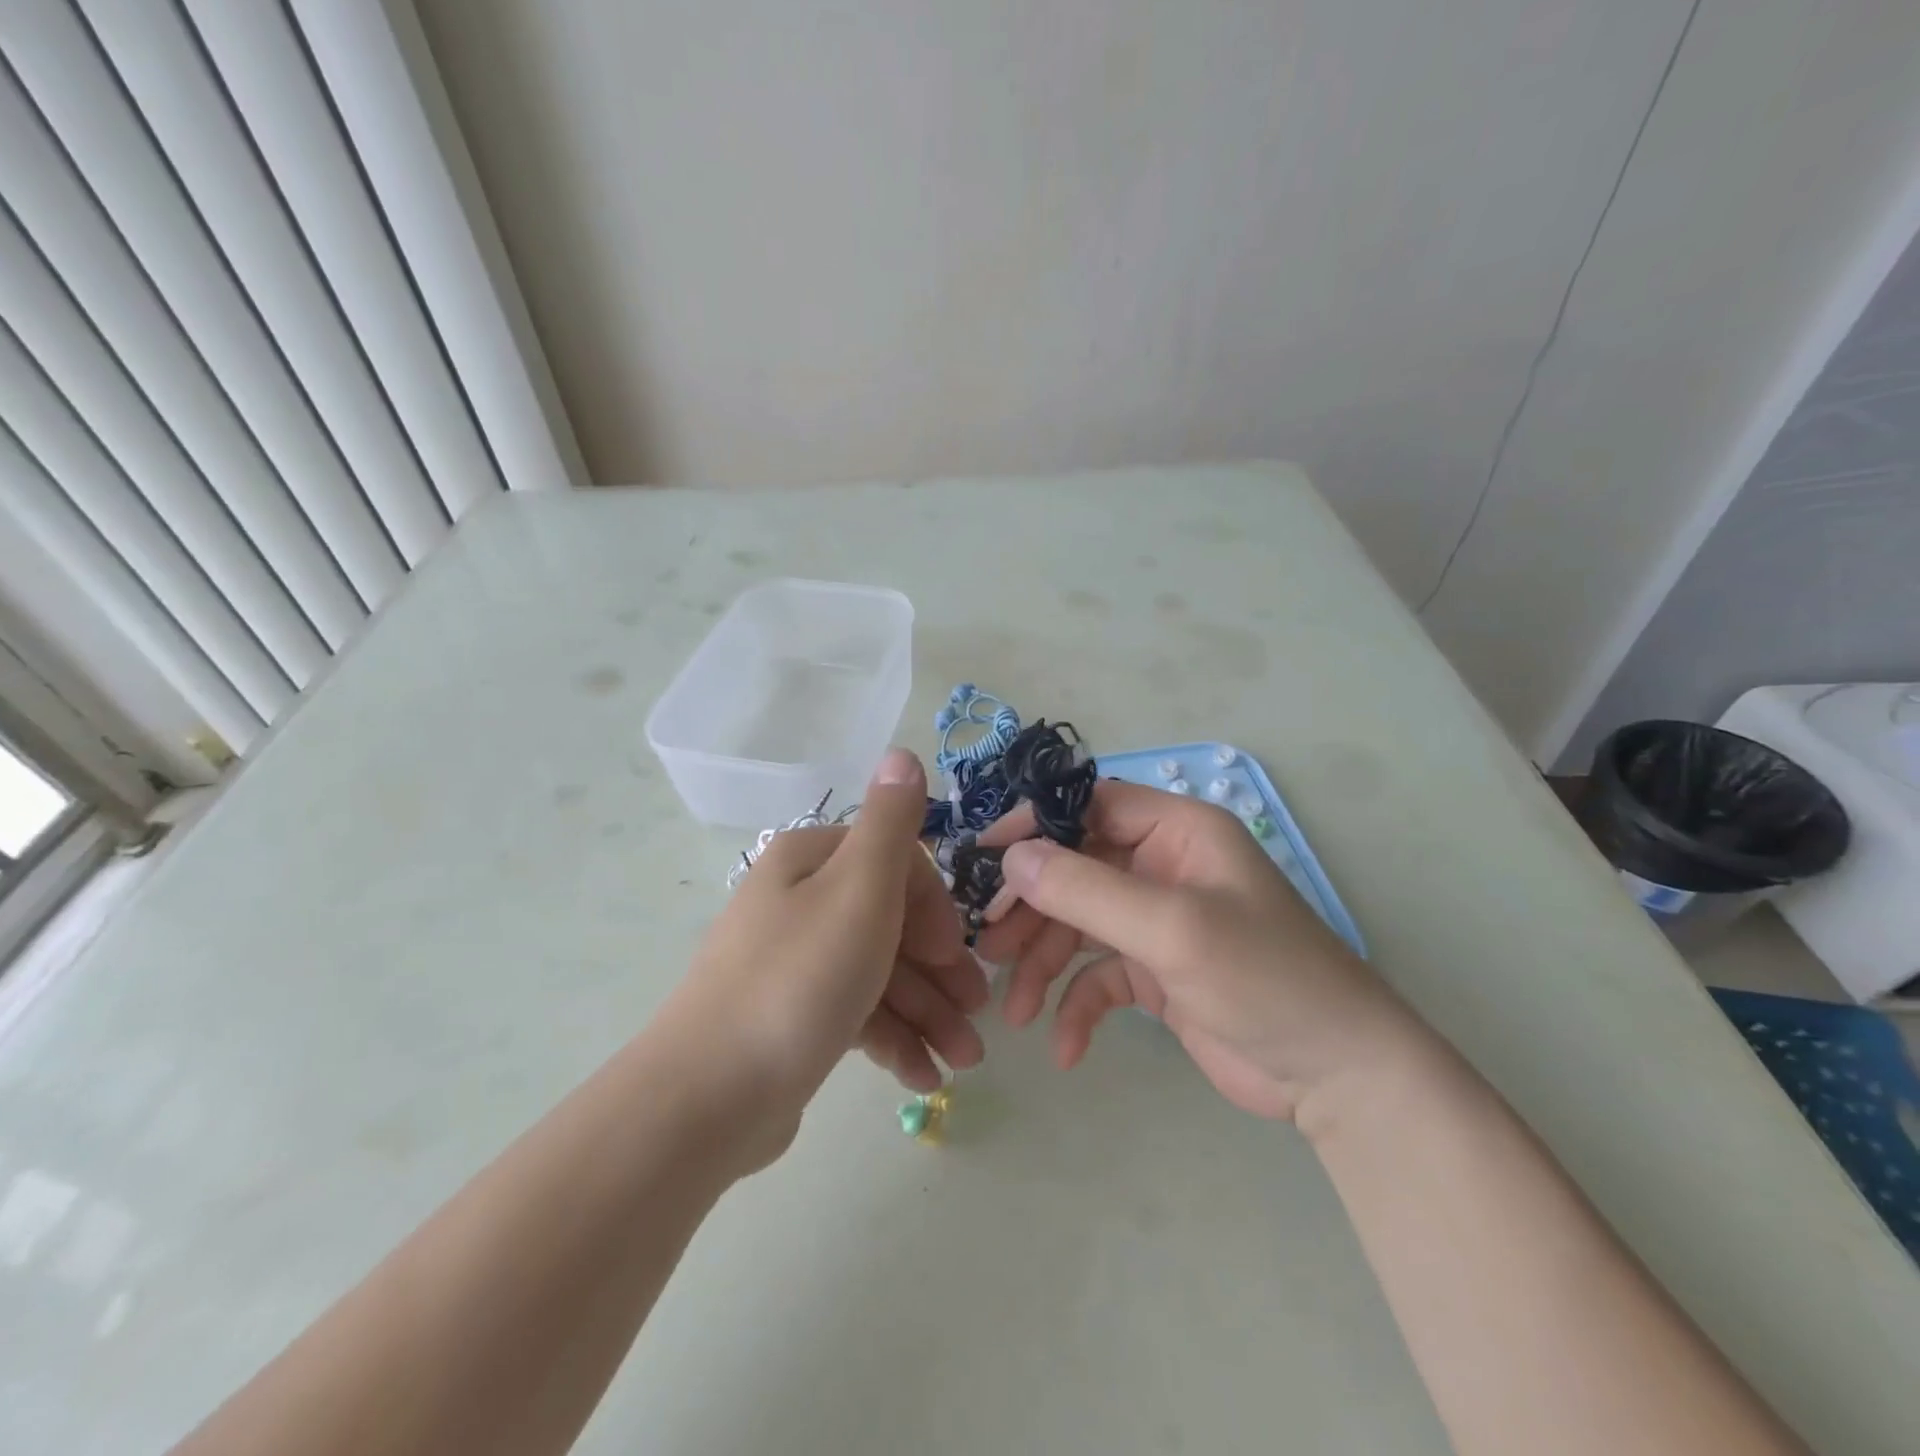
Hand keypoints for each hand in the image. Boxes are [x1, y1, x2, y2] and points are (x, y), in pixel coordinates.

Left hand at [661, 749, 986, 1164]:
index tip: (957, 956)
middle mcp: (799, 901)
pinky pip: (854, 1014)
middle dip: (940, 972)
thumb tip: (902, 753)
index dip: (935, 910)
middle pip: (890, 924)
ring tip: (963, 1061)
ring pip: (878, 974)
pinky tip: (923, 1076)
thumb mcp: (859, 890)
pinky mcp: (790, 1015)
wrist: (706, 1097)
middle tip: (978, 1017)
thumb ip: (891, 822)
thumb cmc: (799, 981)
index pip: (896, 866)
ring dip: (927, 1014)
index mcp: (811, 861)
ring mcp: (793, 961)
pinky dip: (892, 1040)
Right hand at [976, 780, 1420, 1121]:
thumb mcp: (1172, 928)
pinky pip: (1098, 976)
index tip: (983, 858)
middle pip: (1074, 868)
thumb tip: (1013, 857)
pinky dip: (1076, 1006)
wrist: (1338, 1077)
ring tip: (1013, 1009)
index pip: (1089, 806)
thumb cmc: (1263, 979)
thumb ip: (1087, 889)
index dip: (1034, 826)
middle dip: (1030, 908)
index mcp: (1177, 832)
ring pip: (1078, 925)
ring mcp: (1157, 920)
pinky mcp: (1156, 972)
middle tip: (987, 945)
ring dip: (1043, 964)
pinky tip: (1063, 1046)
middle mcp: (1162, 867)